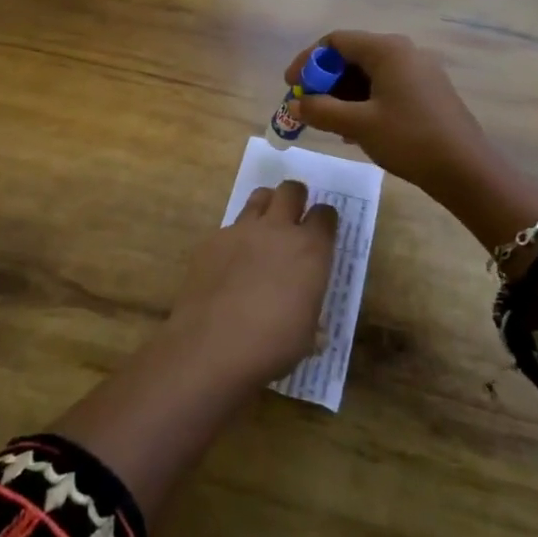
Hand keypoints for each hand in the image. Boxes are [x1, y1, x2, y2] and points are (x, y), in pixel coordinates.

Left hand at [164, 180, 336, 391]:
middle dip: (296, 198)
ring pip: (259, 197)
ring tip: (264, 228)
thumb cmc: (272, 345)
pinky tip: (231, 263)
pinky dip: (236, 237)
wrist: (212, 346)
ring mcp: (241, 230)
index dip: (325, 221)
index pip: (325, 214)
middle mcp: (277, 229)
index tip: (322, 232)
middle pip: (291, 190)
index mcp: (310, 249)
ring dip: (267, 206)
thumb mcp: (307, 333)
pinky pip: (229, 227)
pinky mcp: (212, 240)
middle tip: (294, 217)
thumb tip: (308, 315)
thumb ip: (309, 309)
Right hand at [285, 31, 492, 198]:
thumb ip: (320, 110)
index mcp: (387, 50)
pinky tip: (355, 130)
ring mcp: (419, 71)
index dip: (308, 61)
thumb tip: (295, 103)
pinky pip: (385, 87)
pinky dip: (364, 101)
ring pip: (369, 74)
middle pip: (352, 55)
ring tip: (328, 123)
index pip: (335, 41)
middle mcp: (404, 52)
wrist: (465, 169)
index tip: (291, 86)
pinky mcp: (427, 91)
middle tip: (307, 107)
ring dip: (343, 94)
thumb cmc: (409, 139)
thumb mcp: (358, 125)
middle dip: (325, 81)